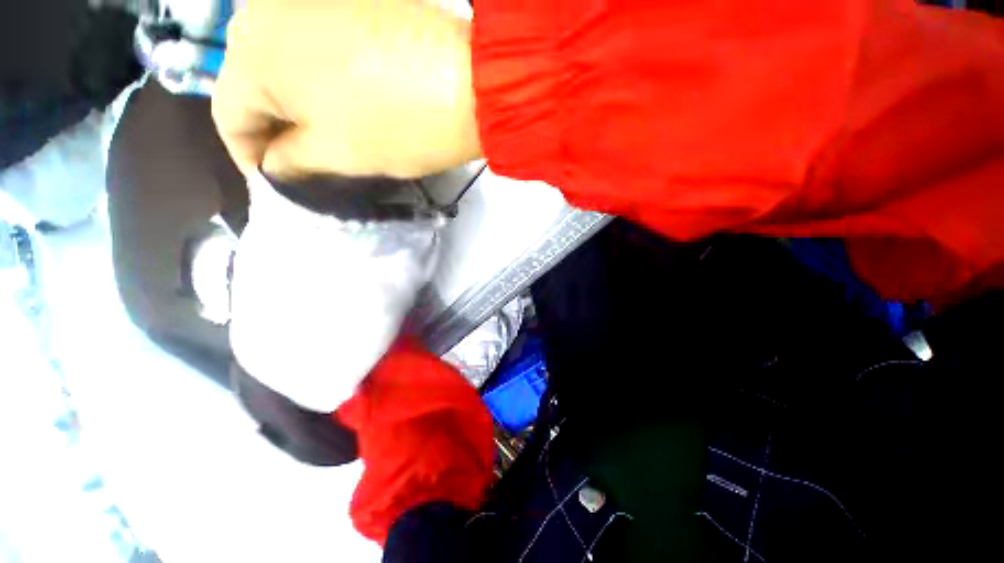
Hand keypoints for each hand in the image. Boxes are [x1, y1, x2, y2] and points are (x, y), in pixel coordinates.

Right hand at [212, 0, 481, 179]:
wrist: (472, 84)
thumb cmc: (399, 124)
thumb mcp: (337, 154)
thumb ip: (290, 162)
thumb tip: (273, 165)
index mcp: (252, 49)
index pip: (229, 116)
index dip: (248, 158)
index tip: (275, 185)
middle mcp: (268, 9)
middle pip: (255, 87)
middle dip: (276, 133)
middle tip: (301, 168)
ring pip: (287, 67)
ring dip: (301, 108)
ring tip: (324, 142)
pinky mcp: (351, 1)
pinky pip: (318, 49)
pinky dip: (323, 83)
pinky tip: (344, 105)